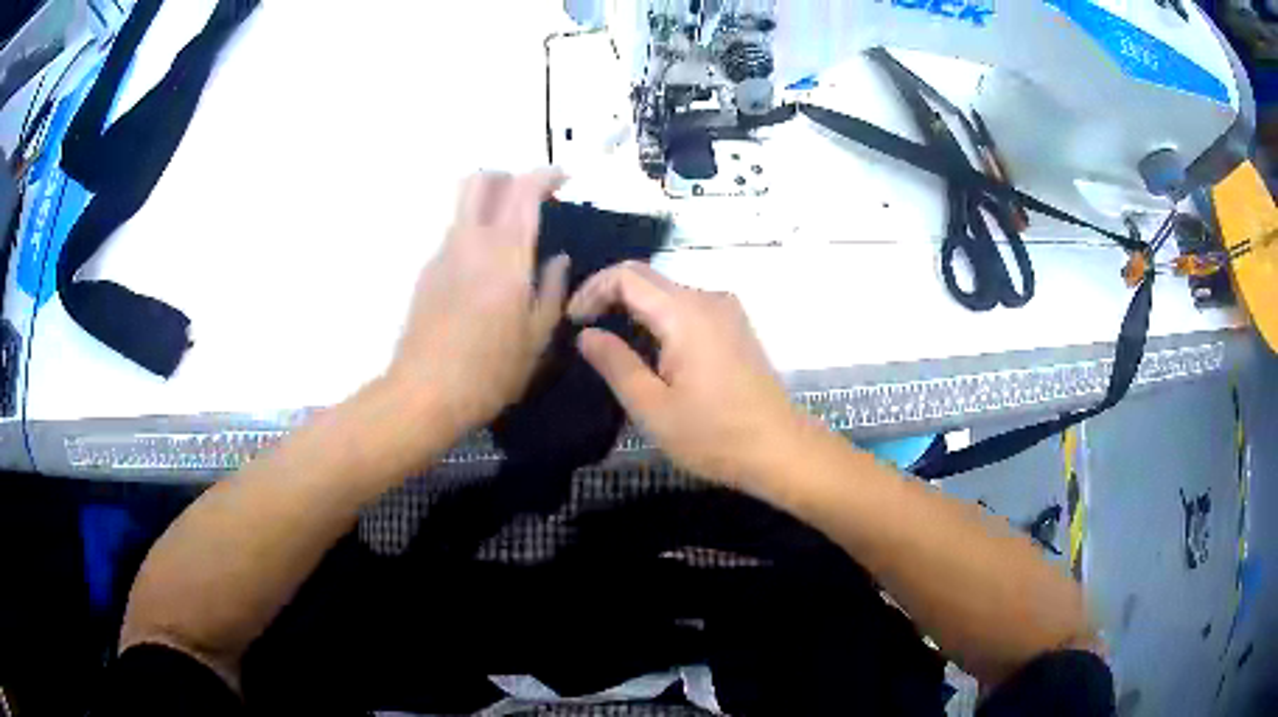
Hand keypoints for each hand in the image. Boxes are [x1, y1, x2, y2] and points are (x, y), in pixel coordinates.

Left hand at [387, 170, 569, 438]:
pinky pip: (454, 236)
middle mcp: (471, 241)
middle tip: (529, 197)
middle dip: (507, 177)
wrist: (425, 393)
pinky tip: (485, 273)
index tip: (563, 179)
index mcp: (506, 254)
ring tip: (511, 236)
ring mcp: (443, 254)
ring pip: (464, 206)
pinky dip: (474, 235)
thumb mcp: (537, 337)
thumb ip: (552, 290)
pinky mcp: (427, 272)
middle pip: (480, 180)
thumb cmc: (490, 371)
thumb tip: (558, 259)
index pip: (523, 189)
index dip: (546, 174)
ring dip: (489, 205)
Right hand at [568, 262, 806, 488]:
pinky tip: (649, 348)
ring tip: (610, 340)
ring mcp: (727, 311)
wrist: (780, 449)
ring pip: (668, 292)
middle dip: (609, 296)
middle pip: (647, 278)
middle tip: (583, 329)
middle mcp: (708, 299)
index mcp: (685, 313)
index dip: (592, 290)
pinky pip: (688, 307)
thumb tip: (587, 334)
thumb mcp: (652, 407)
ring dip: (634, 307)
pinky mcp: (736, 327)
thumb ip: (615, 364)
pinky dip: (660, 317)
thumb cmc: (714, 435)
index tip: (571, 322)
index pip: (626, 276)